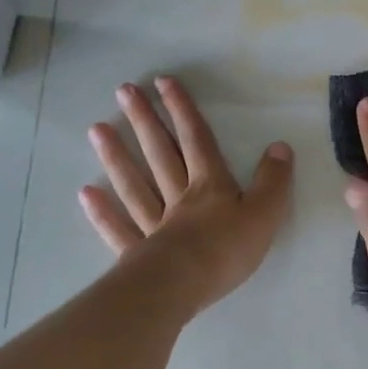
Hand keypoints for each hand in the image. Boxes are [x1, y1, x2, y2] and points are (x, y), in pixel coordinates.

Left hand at [80, 77, 293, 313]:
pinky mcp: (138, 253)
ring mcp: (154, 225)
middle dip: (145, 121)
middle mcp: (178, 197)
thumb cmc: (226, 250)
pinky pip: (119, 228)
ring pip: (134, 184)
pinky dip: (103, 211)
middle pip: (160, 154)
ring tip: (96, 129)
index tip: (163, 82)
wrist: (183, 286)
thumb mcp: (264, 213)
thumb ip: (273, 181)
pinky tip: (87, 193)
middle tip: (124, 91)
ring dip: (117, 156)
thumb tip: (280, 146)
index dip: (183, 110)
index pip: (197, 140)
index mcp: (210, 186)